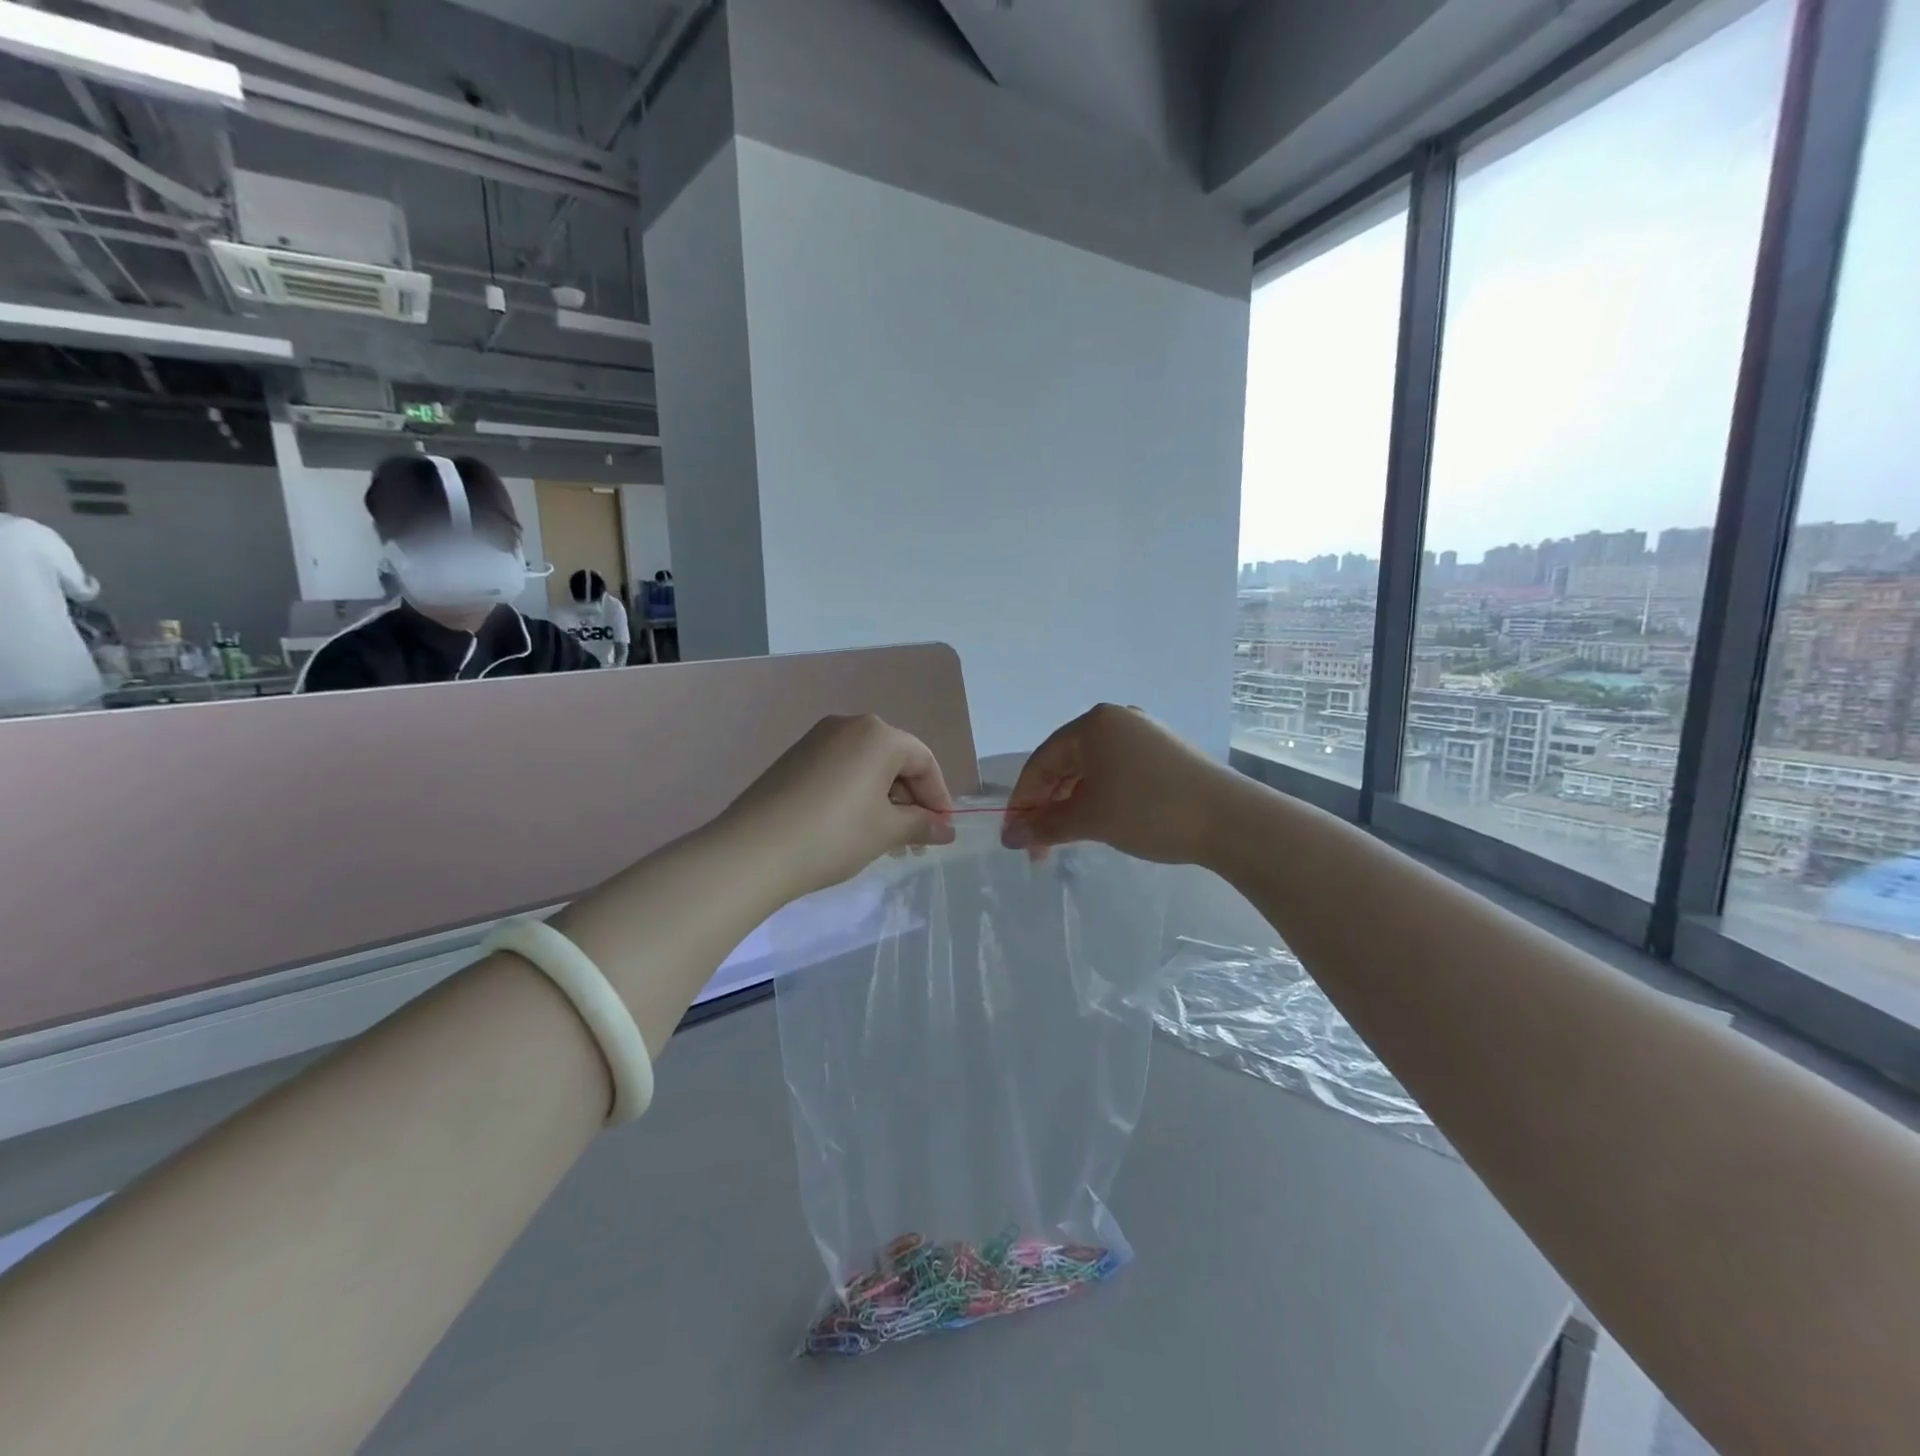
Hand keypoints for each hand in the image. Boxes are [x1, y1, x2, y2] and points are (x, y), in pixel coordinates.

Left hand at [723, 715, 955, 899]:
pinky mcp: (793, 758)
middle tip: (915, 840)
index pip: (924, 761)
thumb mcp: (886, 832)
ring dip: (884, 800)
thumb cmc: (833, 835)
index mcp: (878, 734)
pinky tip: (853, 828)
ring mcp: (816, 739)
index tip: (942, 831)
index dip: (939, 797)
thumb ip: (921, 825)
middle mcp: (848, 726)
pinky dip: (856, 794)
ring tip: (885, 839)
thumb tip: (946, 829)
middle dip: (911, 800)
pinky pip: (840, 770)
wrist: (752, 851)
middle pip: (895, 760)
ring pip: (866, 766)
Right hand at [1002, 704, 1234, 865]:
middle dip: (1048, 806)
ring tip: (1066, 839)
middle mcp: (1117, 720)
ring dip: (1073, 805)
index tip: (1013, 837)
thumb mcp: (1089, 819)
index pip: (1042, 762)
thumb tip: (1010, 837)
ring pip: (1093, 770)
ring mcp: (1146, 735)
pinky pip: (1118, 773)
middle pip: (1066, 764)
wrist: (1230, 819)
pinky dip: (1100, 798)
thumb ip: (1044, 826)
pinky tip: (1100, 823)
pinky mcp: (1167, 754)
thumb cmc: (1149, 811)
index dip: (1023, 801)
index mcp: (1093, 724)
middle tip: (1038, 846)